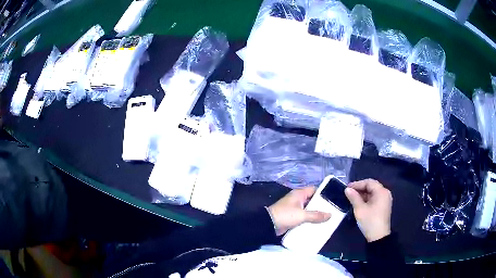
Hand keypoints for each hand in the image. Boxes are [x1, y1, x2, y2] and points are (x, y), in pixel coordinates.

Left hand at [268, 187, 330, 235]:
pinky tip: (317, 224)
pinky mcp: (292, 216)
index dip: (323, 193)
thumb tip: (330, 215)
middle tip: (332, 210)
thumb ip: (316, 215)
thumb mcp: (302, 215)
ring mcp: (294, 208)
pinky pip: (304, 216)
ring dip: (315, 214)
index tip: (333, 199)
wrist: (268, 224)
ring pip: (308, 209)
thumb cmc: (286, 215)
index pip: (314, 189)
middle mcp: (297, 199)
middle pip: (312, 200)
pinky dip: (309, 219)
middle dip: (321, 206)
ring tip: (327, 218)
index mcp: (299, 193)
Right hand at [345, 179, 391, 241]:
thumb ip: (353, 197)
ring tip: (352, 198)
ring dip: (363, 194)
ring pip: (373, 193)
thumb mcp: (360, 209)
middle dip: (360, 189)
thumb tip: (347, 189)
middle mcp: (385, 193)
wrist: (378, 236)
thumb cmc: (370, 221)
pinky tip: (359, 203)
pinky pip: (375, 198)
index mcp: (381, 192)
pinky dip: (367, 199)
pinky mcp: (384, 206)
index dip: (357, 184)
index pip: (369, 182)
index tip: (347, 188)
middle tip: (349, 192)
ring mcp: (385, 200)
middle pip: (372, 186)